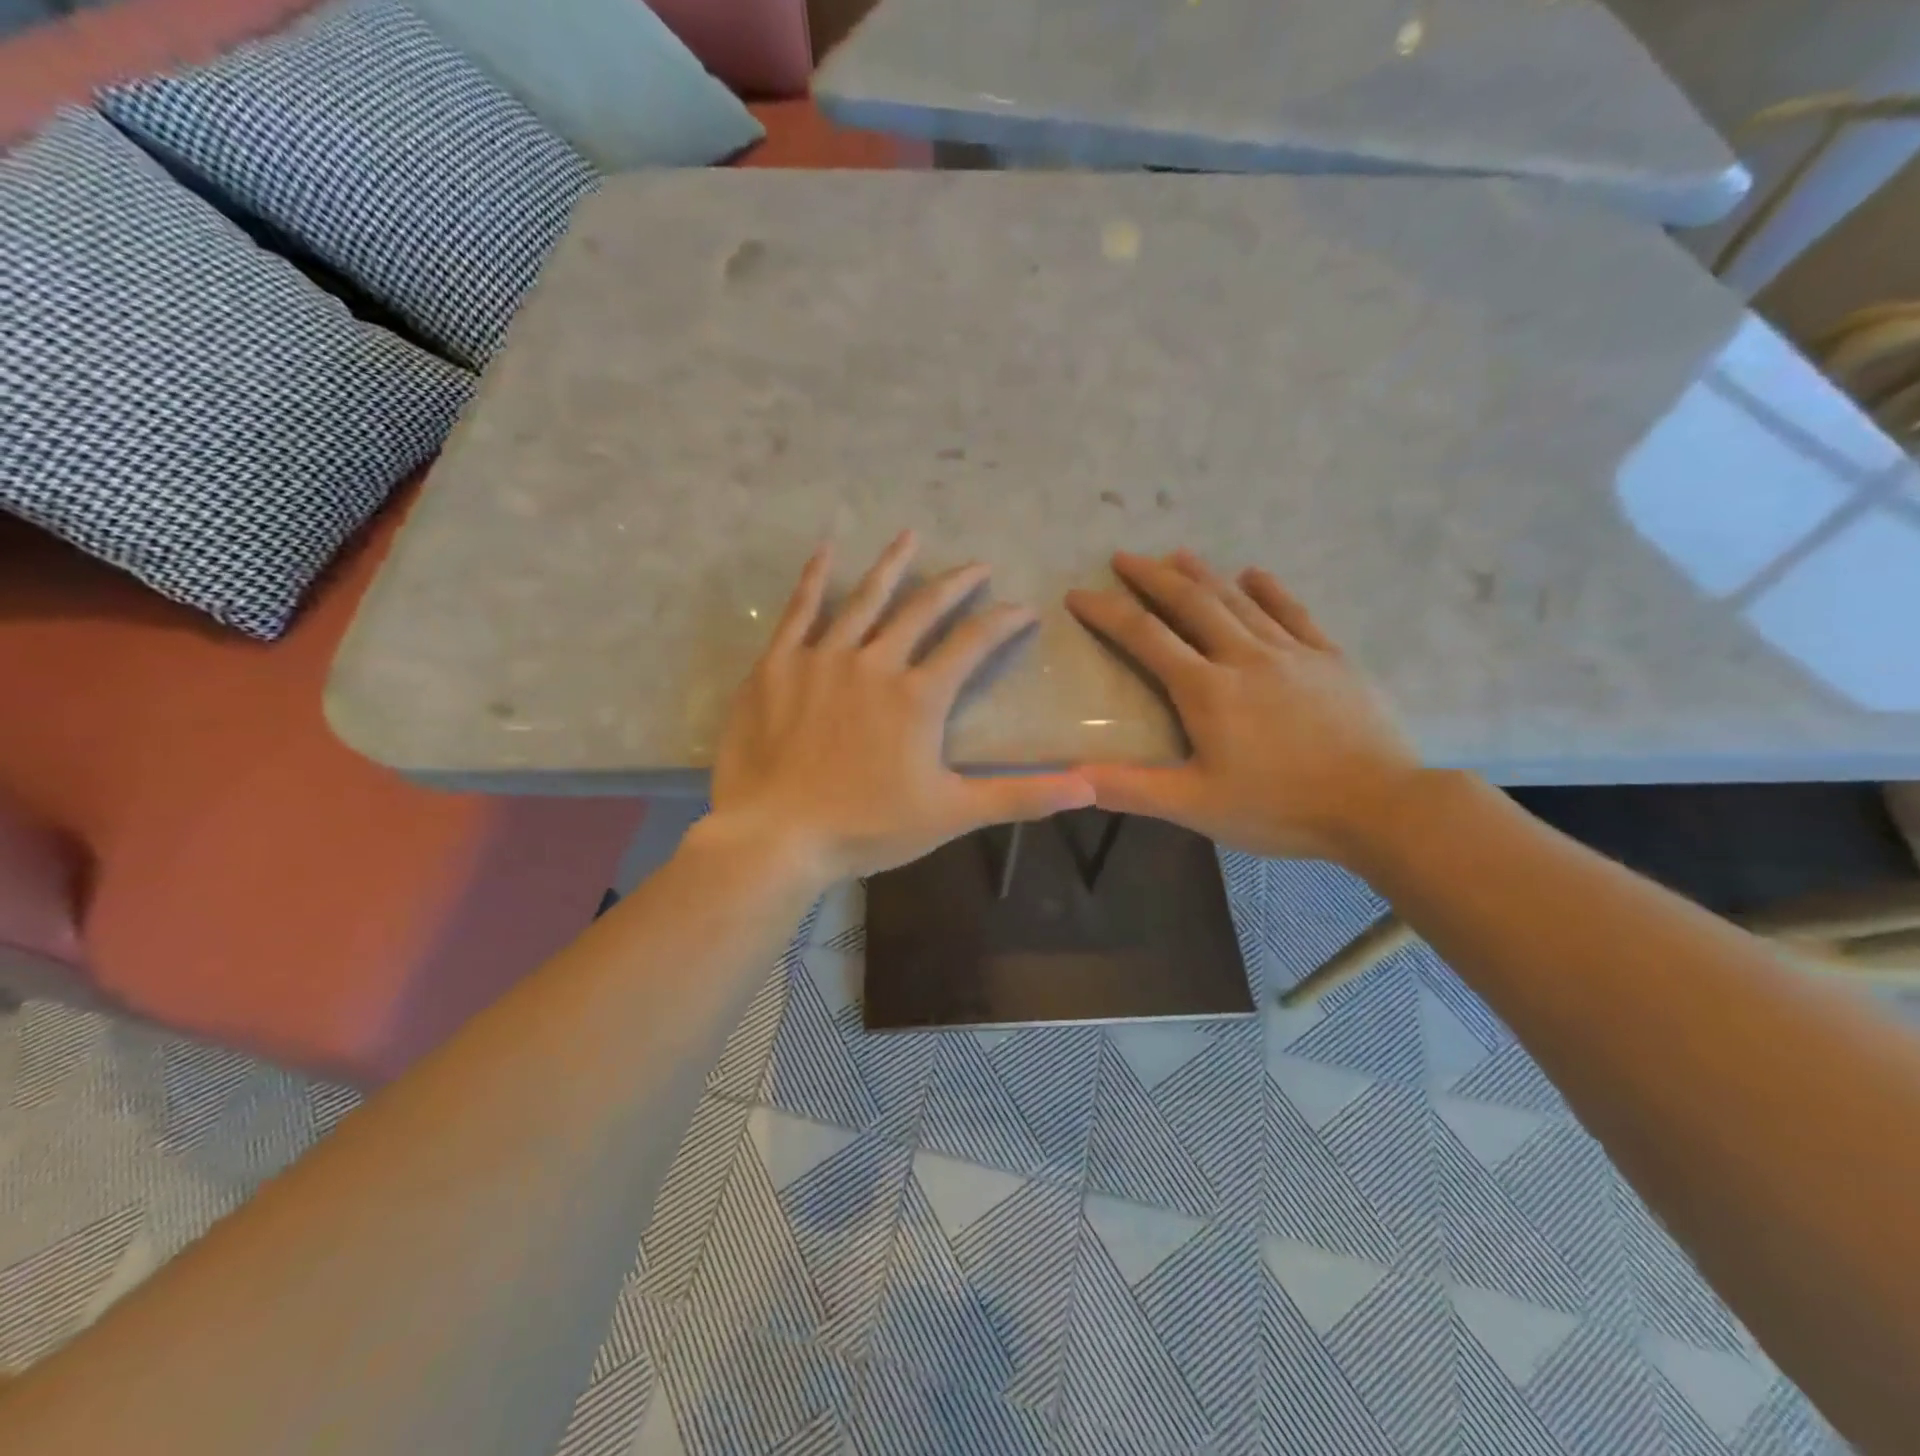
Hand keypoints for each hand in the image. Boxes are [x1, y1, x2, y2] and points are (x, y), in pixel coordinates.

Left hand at [708, 532, 1094, 884]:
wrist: (776, 836)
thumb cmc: (866, 827)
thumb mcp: (952, 814)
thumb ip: (1021, 796)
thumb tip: (1090, 787)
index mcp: (918, 696)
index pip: (973, 644)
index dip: (1003, 623)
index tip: (1024, 609)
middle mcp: (875, 663)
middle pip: (922, 610)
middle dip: (955, 585)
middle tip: (978, 566)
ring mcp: (823, 658)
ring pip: (864, 599)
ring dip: (891, 566)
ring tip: (910, 536)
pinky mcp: (778, 665)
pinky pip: (799, 611)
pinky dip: (814, 578)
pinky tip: (826, 551)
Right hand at [1065, 550, 1422, 864]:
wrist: (1380, 806)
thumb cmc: (1281, 808)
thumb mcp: (1196, 807)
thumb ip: (1130, 788)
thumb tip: (1068, 779)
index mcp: (1207, 689)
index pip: (1145, 637)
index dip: (1108, 612)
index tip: (1079, 594)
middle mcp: (1244, 656)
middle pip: (1191, 602)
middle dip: (1152, 577)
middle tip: (1124, 557)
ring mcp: (1292, 652)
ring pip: (1238, 600)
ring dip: (1203, 574)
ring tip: (1177, 554)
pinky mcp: (1330, 659)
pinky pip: (1294, 612)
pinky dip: (1269, 590)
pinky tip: (1254, 574)